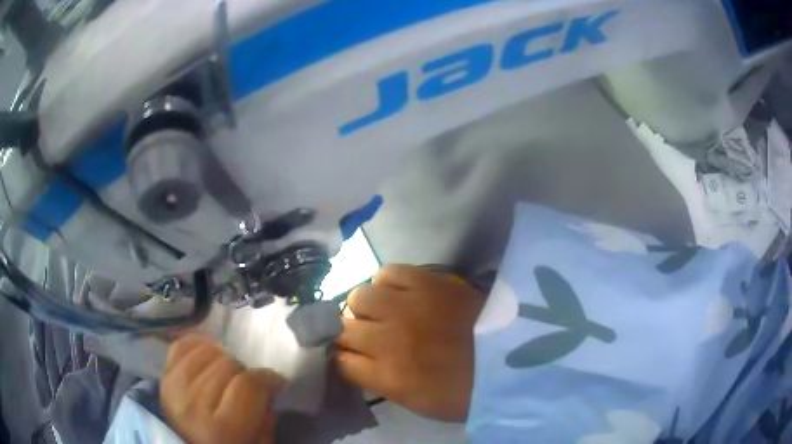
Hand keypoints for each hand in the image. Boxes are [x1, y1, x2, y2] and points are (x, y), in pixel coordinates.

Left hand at [161, 335, 284, 443]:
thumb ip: (266, 419)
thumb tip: (269, 389)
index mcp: (223, 429)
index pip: (250, 384)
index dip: (269, 378)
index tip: (276, 382)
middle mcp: (195, 404)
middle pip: (229, 365)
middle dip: (245, 373)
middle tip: (248, 386)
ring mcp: (175, 387)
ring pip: (208, 352)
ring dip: (223, 360)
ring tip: (228, 374)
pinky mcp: (164, 377)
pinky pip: (182, 346)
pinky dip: (198, 345)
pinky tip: (210, 355)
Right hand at [335, 265, 484, 421]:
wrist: (511, 358)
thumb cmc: (464, 391)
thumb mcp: (416, 401)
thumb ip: (379, 380)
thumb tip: (357, 361)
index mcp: (389, 376)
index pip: (339, 361)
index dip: (341, 358)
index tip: (349, 357)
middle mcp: (389, 340)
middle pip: (342, 327)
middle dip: (349, 334)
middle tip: (368, 336)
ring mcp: (408, 307)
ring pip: (359, 296)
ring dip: (366, 308)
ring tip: (384, 312)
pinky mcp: (428, 282)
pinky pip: (388, 272)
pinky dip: (388, 282)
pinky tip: (399, 292)